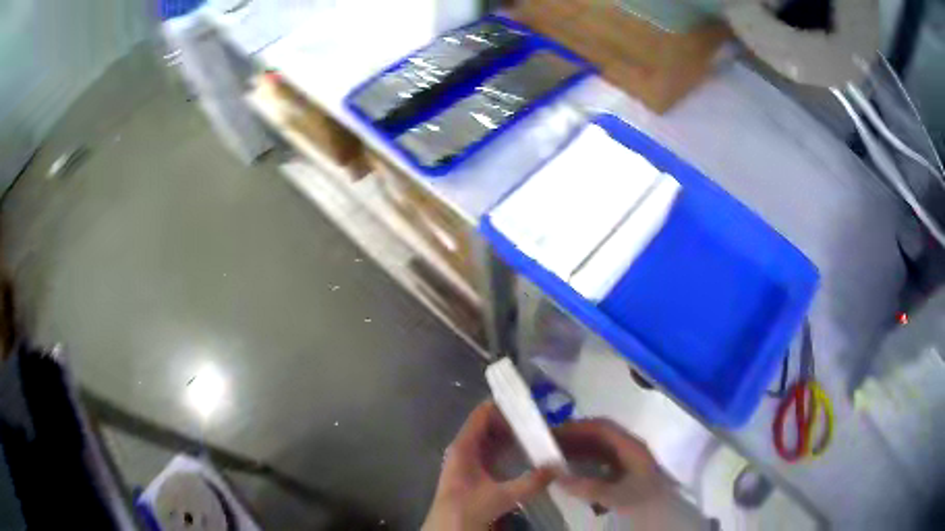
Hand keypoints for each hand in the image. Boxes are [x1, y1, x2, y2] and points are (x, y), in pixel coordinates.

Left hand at [422, 401, 556, 530]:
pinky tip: (529, 456)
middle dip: (515, 423)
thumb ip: (531, 482)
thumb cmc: (466, 510)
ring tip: (542, 436)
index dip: (505, 406)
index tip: (532, 406)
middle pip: (490, 426)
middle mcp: (465, 449)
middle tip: (544, 422)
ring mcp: (469, 462)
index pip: (482, 414)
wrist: (448, 530)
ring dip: (514, 438)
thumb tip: (558, 466)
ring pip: (493, 441)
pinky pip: (494, 455)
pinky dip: (510, 452)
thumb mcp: (501, 497)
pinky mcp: (475, 474)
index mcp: (464, 446)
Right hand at [554, 419, 671, 514]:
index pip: (601, 427)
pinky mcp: (626, 478)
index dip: (576, 427)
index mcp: (632, 447)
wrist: (669, 519)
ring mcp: (628, 464)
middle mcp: (630, 451)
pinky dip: (583, 469)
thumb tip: (554, 473)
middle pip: (598, 438)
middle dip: (572, 442)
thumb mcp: (619, 496)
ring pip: (598, 453)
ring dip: (576, 455)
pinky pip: (600, 467)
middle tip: (546, 451)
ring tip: (553, 464)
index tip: (550, 435)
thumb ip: (588, 486)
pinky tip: (572, 480)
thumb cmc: (647, 503)